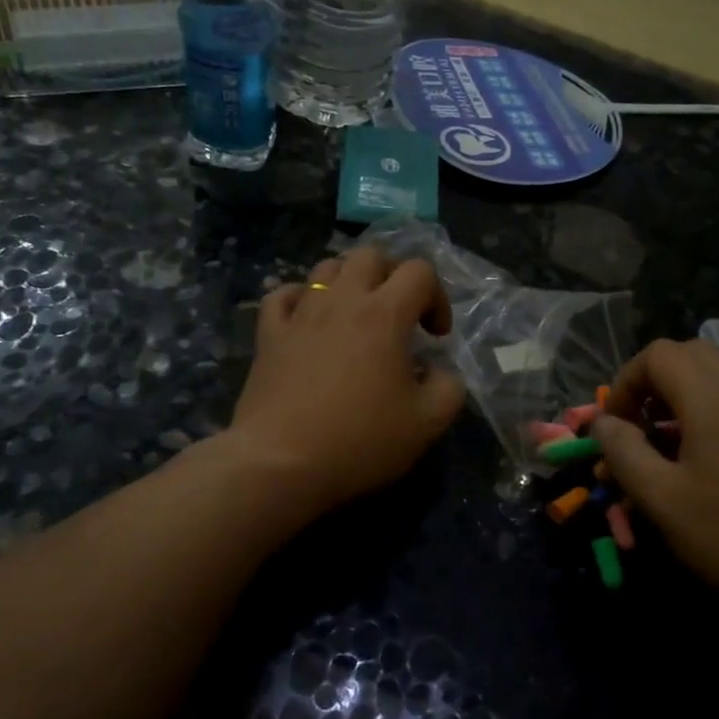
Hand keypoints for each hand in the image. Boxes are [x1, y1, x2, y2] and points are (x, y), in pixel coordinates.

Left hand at [229, 247, 464, 520]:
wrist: (281, 462)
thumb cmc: (359, 441)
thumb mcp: (427, 423)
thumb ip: (449, 388)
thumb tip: (440, 371)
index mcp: (385, 314)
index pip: (419, 272)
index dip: (437, 297)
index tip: (435, 337)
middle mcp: (342, 301)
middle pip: (371, 256)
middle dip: (393, 276)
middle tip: (399, 315)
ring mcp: (301, 314)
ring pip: (326, 267)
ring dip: (350, 281)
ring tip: (357, 314)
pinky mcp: (269, 334)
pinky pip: (283, 294)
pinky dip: (300, 298)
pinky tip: (308, 320)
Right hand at [594, 338, 718, 632]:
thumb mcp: (663, 501)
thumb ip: (623, 453)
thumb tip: (603, 423)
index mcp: (712, 398)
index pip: (658, 354)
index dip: (626, 382)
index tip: (615, 426)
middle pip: (692, 354)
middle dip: (655, 381)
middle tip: (641, 425)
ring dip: (685, 395)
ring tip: (671, 444)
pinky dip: (715, 411)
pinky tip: (713, 463)